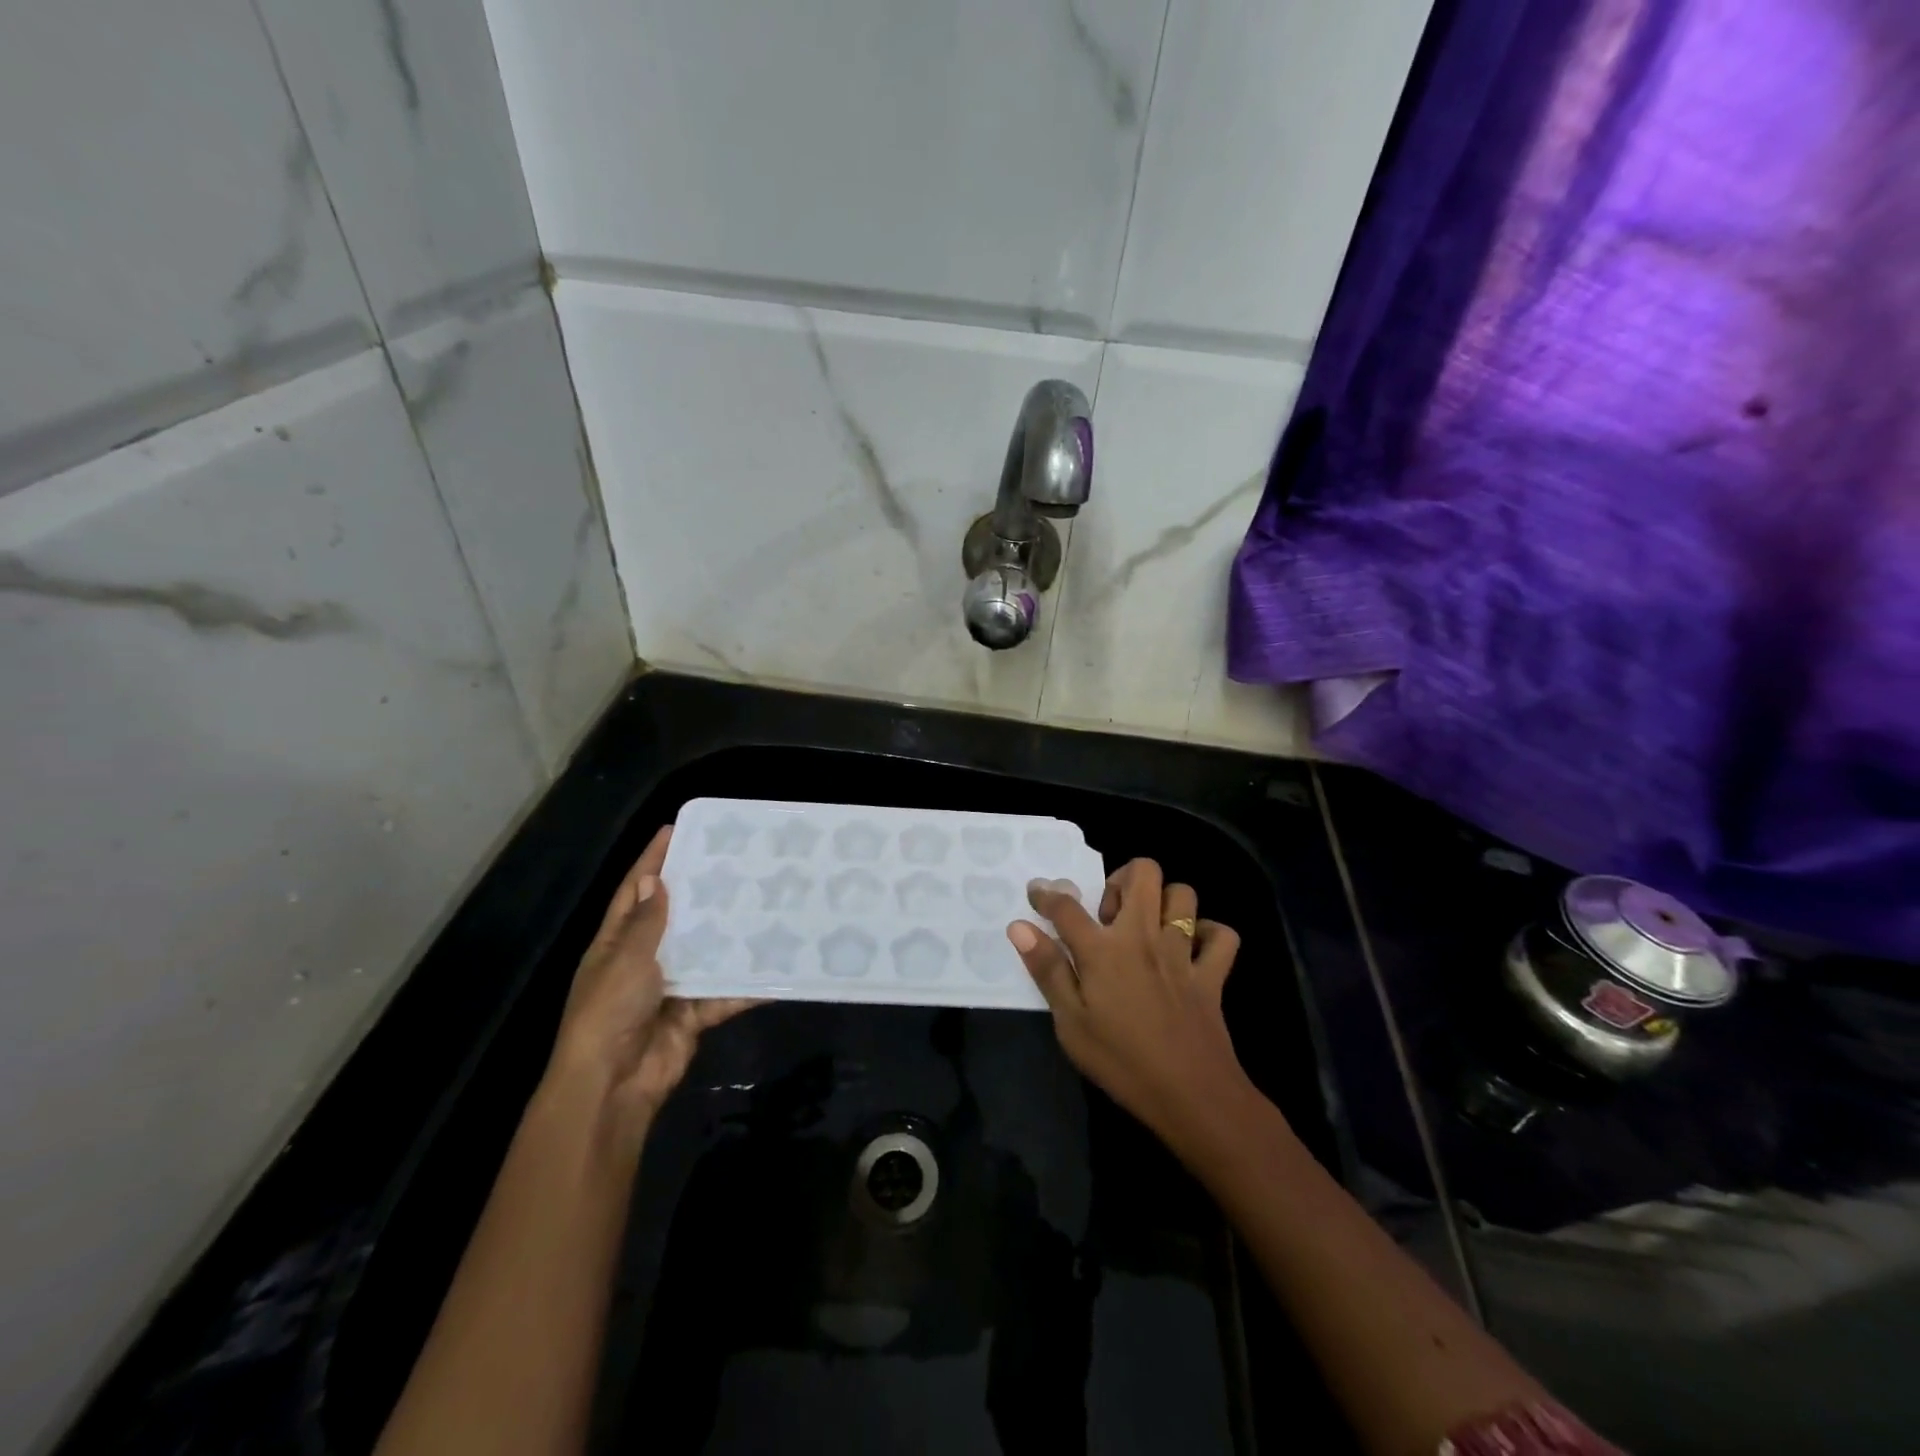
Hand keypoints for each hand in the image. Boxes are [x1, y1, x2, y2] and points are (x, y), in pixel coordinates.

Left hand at [544, 825, 755, 1152]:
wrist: (613, 1086)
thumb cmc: (609, 1013)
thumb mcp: (624, 960)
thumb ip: (645, 923)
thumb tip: (654, 879)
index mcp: (616, 944)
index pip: (634, 891)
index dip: (651, 861)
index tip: (675, 829)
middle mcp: (642, 961)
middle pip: (674, 918)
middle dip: (699, 893)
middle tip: (735, 861)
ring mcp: (670, 988)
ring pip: (705, 952)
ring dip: (729, 934)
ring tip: (764, 901)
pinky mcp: (694, 1014)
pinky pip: (725, 992)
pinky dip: (747, 984)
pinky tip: (777, 965)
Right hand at [1009, 858, 1248, 1142]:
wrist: (1192, 1096)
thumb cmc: (1121, 1062)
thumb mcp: (1071, 1023)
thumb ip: (1047, 969)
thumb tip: (1019, 926)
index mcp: (1104, 950)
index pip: (1067, 907)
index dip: (1047, 893)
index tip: (1037, 890)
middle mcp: (1144, 937)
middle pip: (1143, 873)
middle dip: (1122, 877)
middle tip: (1109, 912)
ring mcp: (1183, 952)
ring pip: (1183, 894)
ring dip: (1164, 900)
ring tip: (1147, 926)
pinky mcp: (1212, 973)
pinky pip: (1222, 935)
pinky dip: (1208, 934)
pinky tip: (1191, 949)